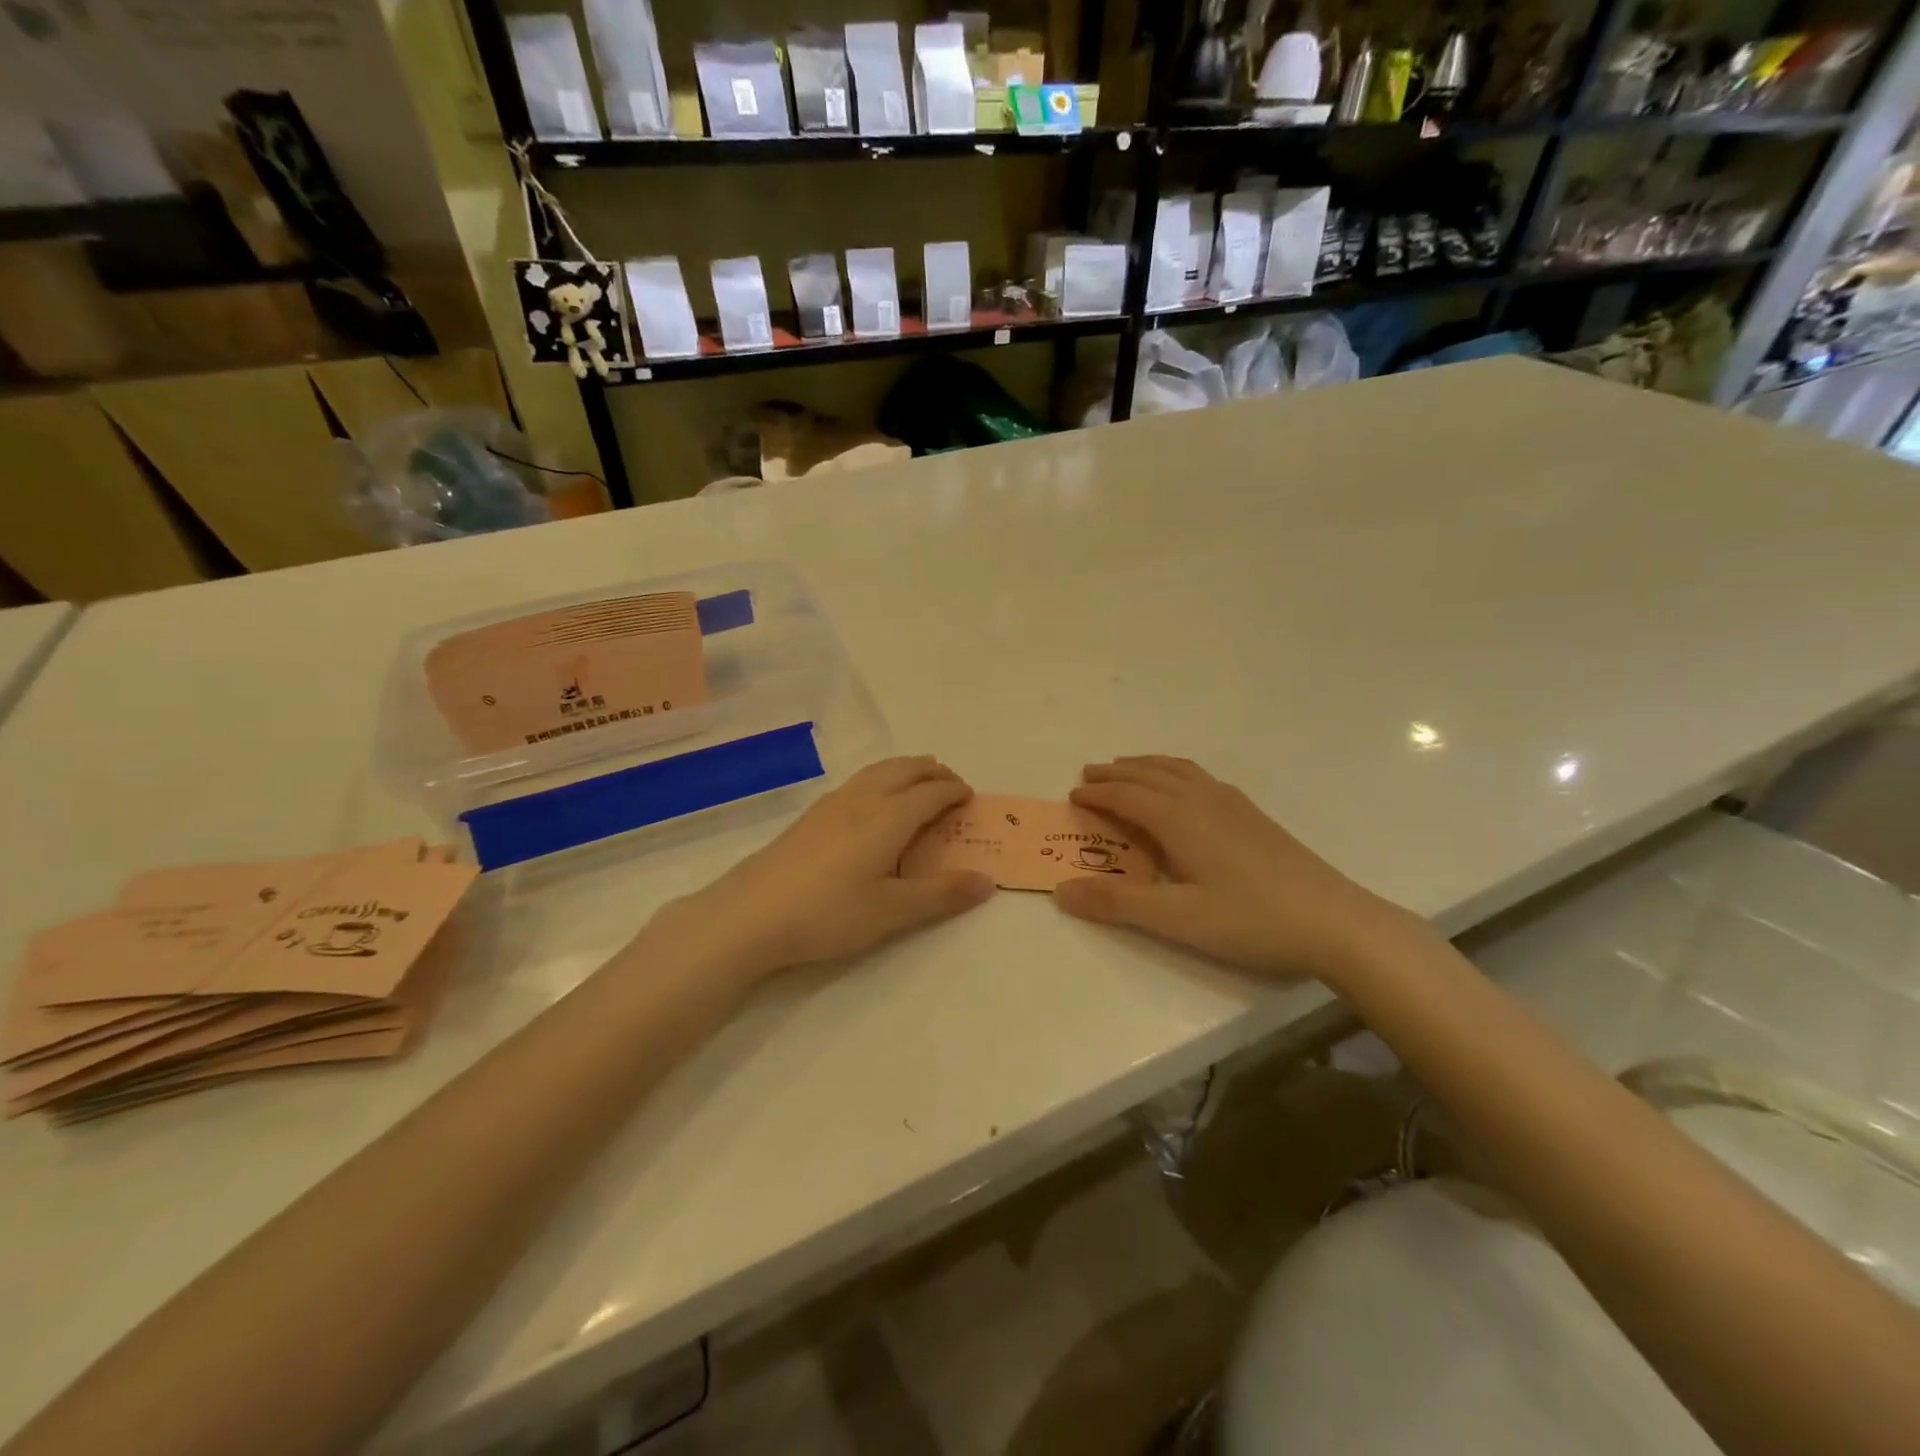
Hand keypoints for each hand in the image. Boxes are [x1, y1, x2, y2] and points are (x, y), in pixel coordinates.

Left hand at [652, 757, 993, 977]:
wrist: (749, 915)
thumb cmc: (828, 913)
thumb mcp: (892, 911)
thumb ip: (941, 894)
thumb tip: (988, 881)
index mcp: (888, 817)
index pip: (931, 793)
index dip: (954, 791)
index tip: (970, 798)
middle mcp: (862, 799)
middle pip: (904, 770)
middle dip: (932, 771)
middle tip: (951, 783)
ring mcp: (831, 804)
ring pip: (878, 771)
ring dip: (905, 770)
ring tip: (917, 783)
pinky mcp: (810, 816)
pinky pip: (858, 782)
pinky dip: (881, 779)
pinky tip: (872, 803)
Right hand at [1054, 757, 1408, 981]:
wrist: (1335, 921)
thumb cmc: (1251, 919)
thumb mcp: (1177, 919)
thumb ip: (1117, 903)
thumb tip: (1060, 891)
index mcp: (1180, 818)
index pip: (1127, 795)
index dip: (1097, 793)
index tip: (1072, 795)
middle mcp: (1203, 799)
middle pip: (1150, 774)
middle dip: (1116, 772)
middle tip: (1089, 773)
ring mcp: (1233, 804)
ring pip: (1178, 770)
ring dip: (1146, 766)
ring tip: (1128, 769)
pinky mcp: (1253, 815)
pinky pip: (1200, 777)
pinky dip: (1175, 772)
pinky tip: (1184, 789)